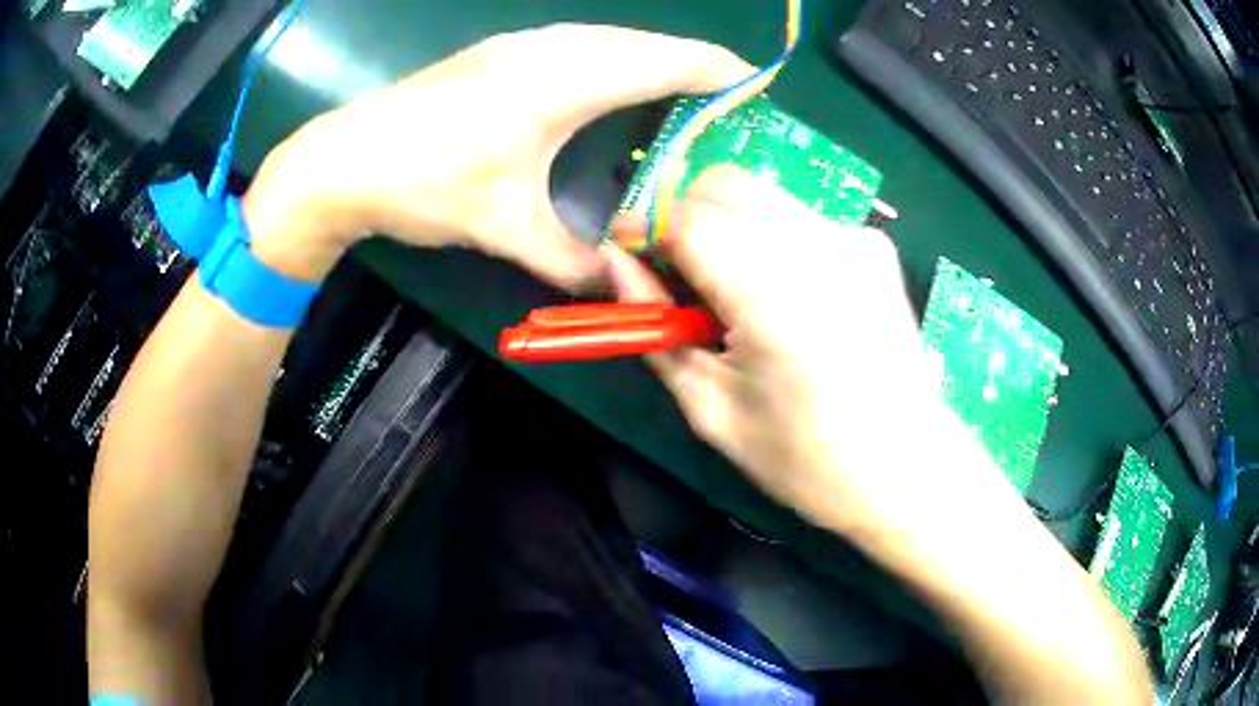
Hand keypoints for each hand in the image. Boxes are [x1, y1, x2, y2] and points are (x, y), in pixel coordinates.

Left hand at [246, 24, 750, 285]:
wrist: (342, 159)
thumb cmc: (424, 183)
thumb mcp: (503, 226)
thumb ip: (569, 259)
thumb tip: (614, 288)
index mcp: (564, 79)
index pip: (665, 60)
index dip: (716, 70)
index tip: (757, 87)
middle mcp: (551, 47)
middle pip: (644, 42)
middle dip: (693, 63)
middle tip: (727, 97)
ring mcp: (521, 44)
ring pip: (610, 39)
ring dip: (652, 57)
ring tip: (682, 89)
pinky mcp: (499, 52)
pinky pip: (579, 43)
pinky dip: (614, 58)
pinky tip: (613, 83)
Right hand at [606, 166, 1011, 538]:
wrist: (907, 467)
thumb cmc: (807, 460)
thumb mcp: (712, 410)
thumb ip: (656, 330)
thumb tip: (616, 266)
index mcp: (772, 296)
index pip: (686, 218)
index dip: (643, 230)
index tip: (628, 258)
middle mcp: (816, 247)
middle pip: (722, 183)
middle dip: (683, 215)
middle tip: (679, 273)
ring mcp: (853, 238)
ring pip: (760, 193)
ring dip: (726, 223)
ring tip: (732, 288)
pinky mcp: (873, 245)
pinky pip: (799, 216)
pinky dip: (771, 236)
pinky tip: (787, 293)